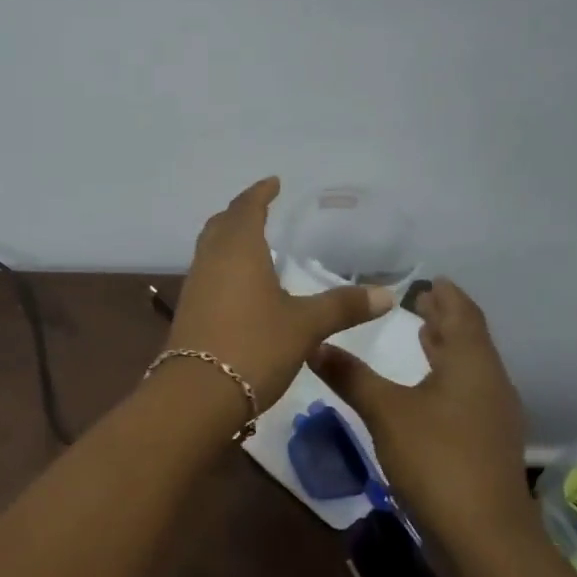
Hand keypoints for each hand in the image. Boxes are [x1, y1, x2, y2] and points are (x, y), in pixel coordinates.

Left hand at [170, 177, 394, 408]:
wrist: (198, 393)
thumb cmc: (255, 346)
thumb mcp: (305, 326)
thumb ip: (343, 306)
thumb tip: (387, 295)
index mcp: (238, 250)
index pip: (247, 208)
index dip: (260, 193)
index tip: (273, 183)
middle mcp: (211, 260)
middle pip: (221, 224)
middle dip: (240, 212)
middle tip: (260, 208)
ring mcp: (195, 286)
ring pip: (210, 249)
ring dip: (228, 238)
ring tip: (252, 242)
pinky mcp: (189, 311)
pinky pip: (207, 273)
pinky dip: (223, 265)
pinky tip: (239, 284)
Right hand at [310, 278, 528, 527]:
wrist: (484, 538)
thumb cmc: (437, 460)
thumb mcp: (385, 412)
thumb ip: (351, 376)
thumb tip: (314, 344)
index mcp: (472, 364)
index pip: (464, 314)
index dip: (447, 295)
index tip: (429, 279)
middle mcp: (490, 383)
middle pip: (470, 340)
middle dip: (446, 319)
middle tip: (419, 302)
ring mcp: (492, 417)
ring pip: (470, 369)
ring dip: (447, 349)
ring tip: (422, 336)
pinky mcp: (485, 445)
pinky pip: (467, 394)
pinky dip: (446, 378)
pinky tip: (425, 391)